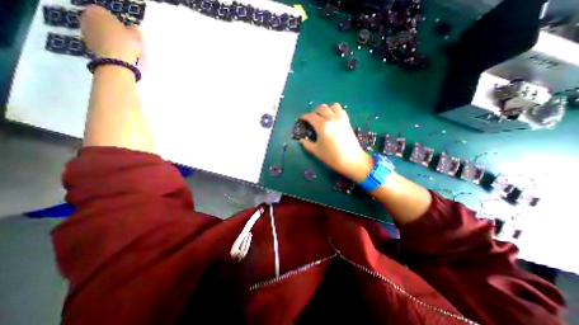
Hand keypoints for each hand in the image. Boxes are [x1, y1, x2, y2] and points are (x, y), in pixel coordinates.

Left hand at [79, 5, 141, 61]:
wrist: (116, 61)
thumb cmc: (126, 44)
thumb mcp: (136, 36)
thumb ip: (134, 29)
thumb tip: (133, 28)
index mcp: (97, 10)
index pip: (109, 14)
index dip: (119, 23)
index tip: (128, 32)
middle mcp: (86, 16)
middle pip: (102, 22)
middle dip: (111, 30)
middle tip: (125, 40)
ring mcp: (84, 30)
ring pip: (100, 32)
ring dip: (108, 38)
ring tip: (122, 48)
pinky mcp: (87, 43)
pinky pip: (99, 42)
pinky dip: (106, 46)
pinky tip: (116, 53)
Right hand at [301, 102, 373, 182]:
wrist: (351, 160)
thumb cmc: (332, 156)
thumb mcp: (316, 151)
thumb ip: (307, 144)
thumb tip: (301, 140)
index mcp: (322, 126)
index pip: (311, 116)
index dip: (304, 117)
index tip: (301, 119)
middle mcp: (331, 119)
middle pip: (321, 108)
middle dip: (314, 112)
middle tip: (311, 120)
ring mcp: (340, 119)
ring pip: (332, 106)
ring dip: (326, 110)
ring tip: (323, 117)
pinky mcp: (347, 121)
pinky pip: (340, 110)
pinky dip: (335, 111)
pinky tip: (332, 119)